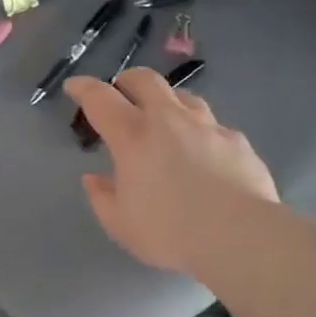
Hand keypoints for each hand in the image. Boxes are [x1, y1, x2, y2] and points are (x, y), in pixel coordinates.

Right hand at [65, 70, 277, 276]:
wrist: (240, 236)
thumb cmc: (171, 232)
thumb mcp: (122, 225)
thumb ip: (102, 198)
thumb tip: (94, 179)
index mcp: (133, 137)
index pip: (100, 99)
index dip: (83, 88)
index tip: (74, 86)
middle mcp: (169, 120)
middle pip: (145, 80)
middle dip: (128, 80)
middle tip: (121, 91)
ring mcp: (207, 127)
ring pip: (183, 96)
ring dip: (167, 100)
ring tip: (164, 117)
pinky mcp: (236, 141)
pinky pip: (213, 126)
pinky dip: (200, 131)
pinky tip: (204, 151)